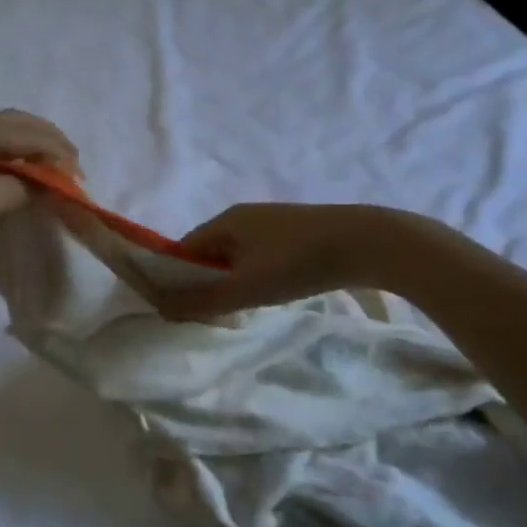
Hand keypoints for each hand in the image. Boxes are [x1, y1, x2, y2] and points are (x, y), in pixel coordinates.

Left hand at [0, 111, 79, 265]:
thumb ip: (18, 188)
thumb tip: (39, 184)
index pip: (29, 131)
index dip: (59, 152)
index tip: (80, 178)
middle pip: (16, 127)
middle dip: (47, 145)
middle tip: (71, 168)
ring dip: (27, 155)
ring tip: (49, 175)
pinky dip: (8, 166)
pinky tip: (14, 184)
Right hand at [147, 202, 432, 318]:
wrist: (366, 242)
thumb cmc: (296, 263)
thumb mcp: (244, 288)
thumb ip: (201, 301)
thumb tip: (160, 308)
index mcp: (223, 221)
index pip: (184, 250)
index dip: (176, 278)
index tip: (180, 308)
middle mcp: (242, 215)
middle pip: (209, 250)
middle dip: (205, 280)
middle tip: (212, 312)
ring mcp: (270, 220)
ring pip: (236, 253)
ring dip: (232, 278)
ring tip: (243, 305)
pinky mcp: (295, 230)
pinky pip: (259, 252)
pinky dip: (255, 272)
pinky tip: (271, 290)